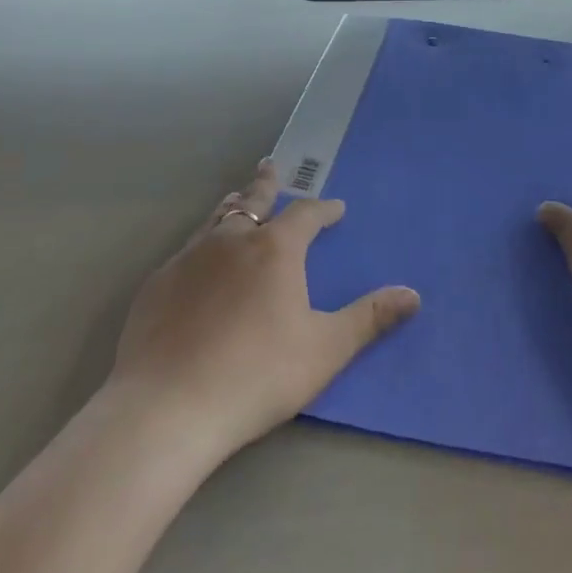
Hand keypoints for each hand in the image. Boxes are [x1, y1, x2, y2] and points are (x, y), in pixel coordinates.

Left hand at [110, 160, 419, 465]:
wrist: (167, 406)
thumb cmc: (257, 374)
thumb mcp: (325, 349)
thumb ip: (369, 318)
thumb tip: (413, 294)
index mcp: (275, 249)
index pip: (305, 214)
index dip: (323, 209)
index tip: (335, 208)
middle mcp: (231, 240)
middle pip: (253, 200)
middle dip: (266, 184)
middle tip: (271, 166)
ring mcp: (189, 258)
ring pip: (216, 218)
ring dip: (233, 206)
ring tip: (236, 199)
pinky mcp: (158, 283)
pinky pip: (187, 249)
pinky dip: (202, 242)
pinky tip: (198, 260)